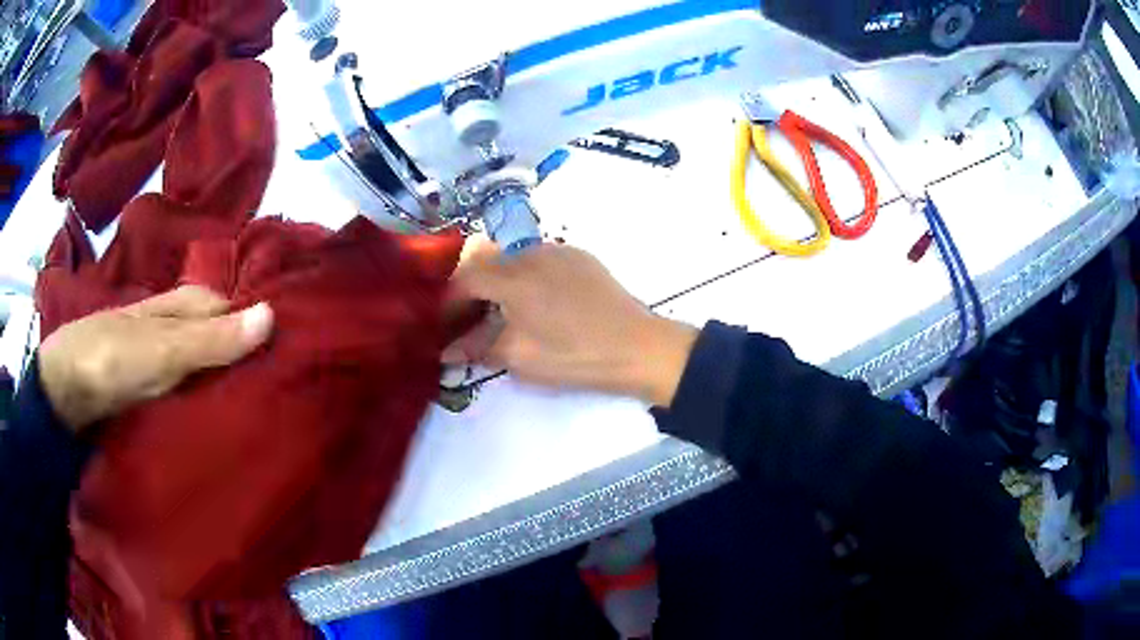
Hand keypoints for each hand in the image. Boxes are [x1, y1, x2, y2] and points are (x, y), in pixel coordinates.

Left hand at [38, 286, 273, 430]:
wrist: (66, 393)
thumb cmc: (112, 359)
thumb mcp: (164, 349)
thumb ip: (213, 339)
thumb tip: (274, 315)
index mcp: (187, 305)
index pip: (238, 311)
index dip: (264, 330)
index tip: (299, 361)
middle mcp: (181, 328)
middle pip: (227, 341)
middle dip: (253, 363)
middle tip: (289, 398)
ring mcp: (169, 361)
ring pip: (212, 369)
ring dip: (234, 388)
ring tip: (269, 417)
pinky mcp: (160, 392)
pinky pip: (195, 394)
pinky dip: (212, 405)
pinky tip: (229, 426)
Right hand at [444, 244, 697, 406]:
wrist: (639, 347)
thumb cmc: (575, 356)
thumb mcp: (520, 358)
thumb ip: (478, 347)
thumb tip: (448, 350)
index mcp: (513, 277)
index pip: (464, 279)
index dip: (448, 302)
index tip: (442, 325)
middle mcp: (531, 253)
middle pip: (487, 264)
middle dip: (471, 291)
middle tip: (468, 322)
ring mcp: (560, 251)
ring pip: (514, 260)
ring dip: (499, 283)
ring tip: (500, 314)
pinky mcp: (581, 257)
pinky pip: (540, 261)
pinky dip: (526, 279)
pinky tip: (534, 304)